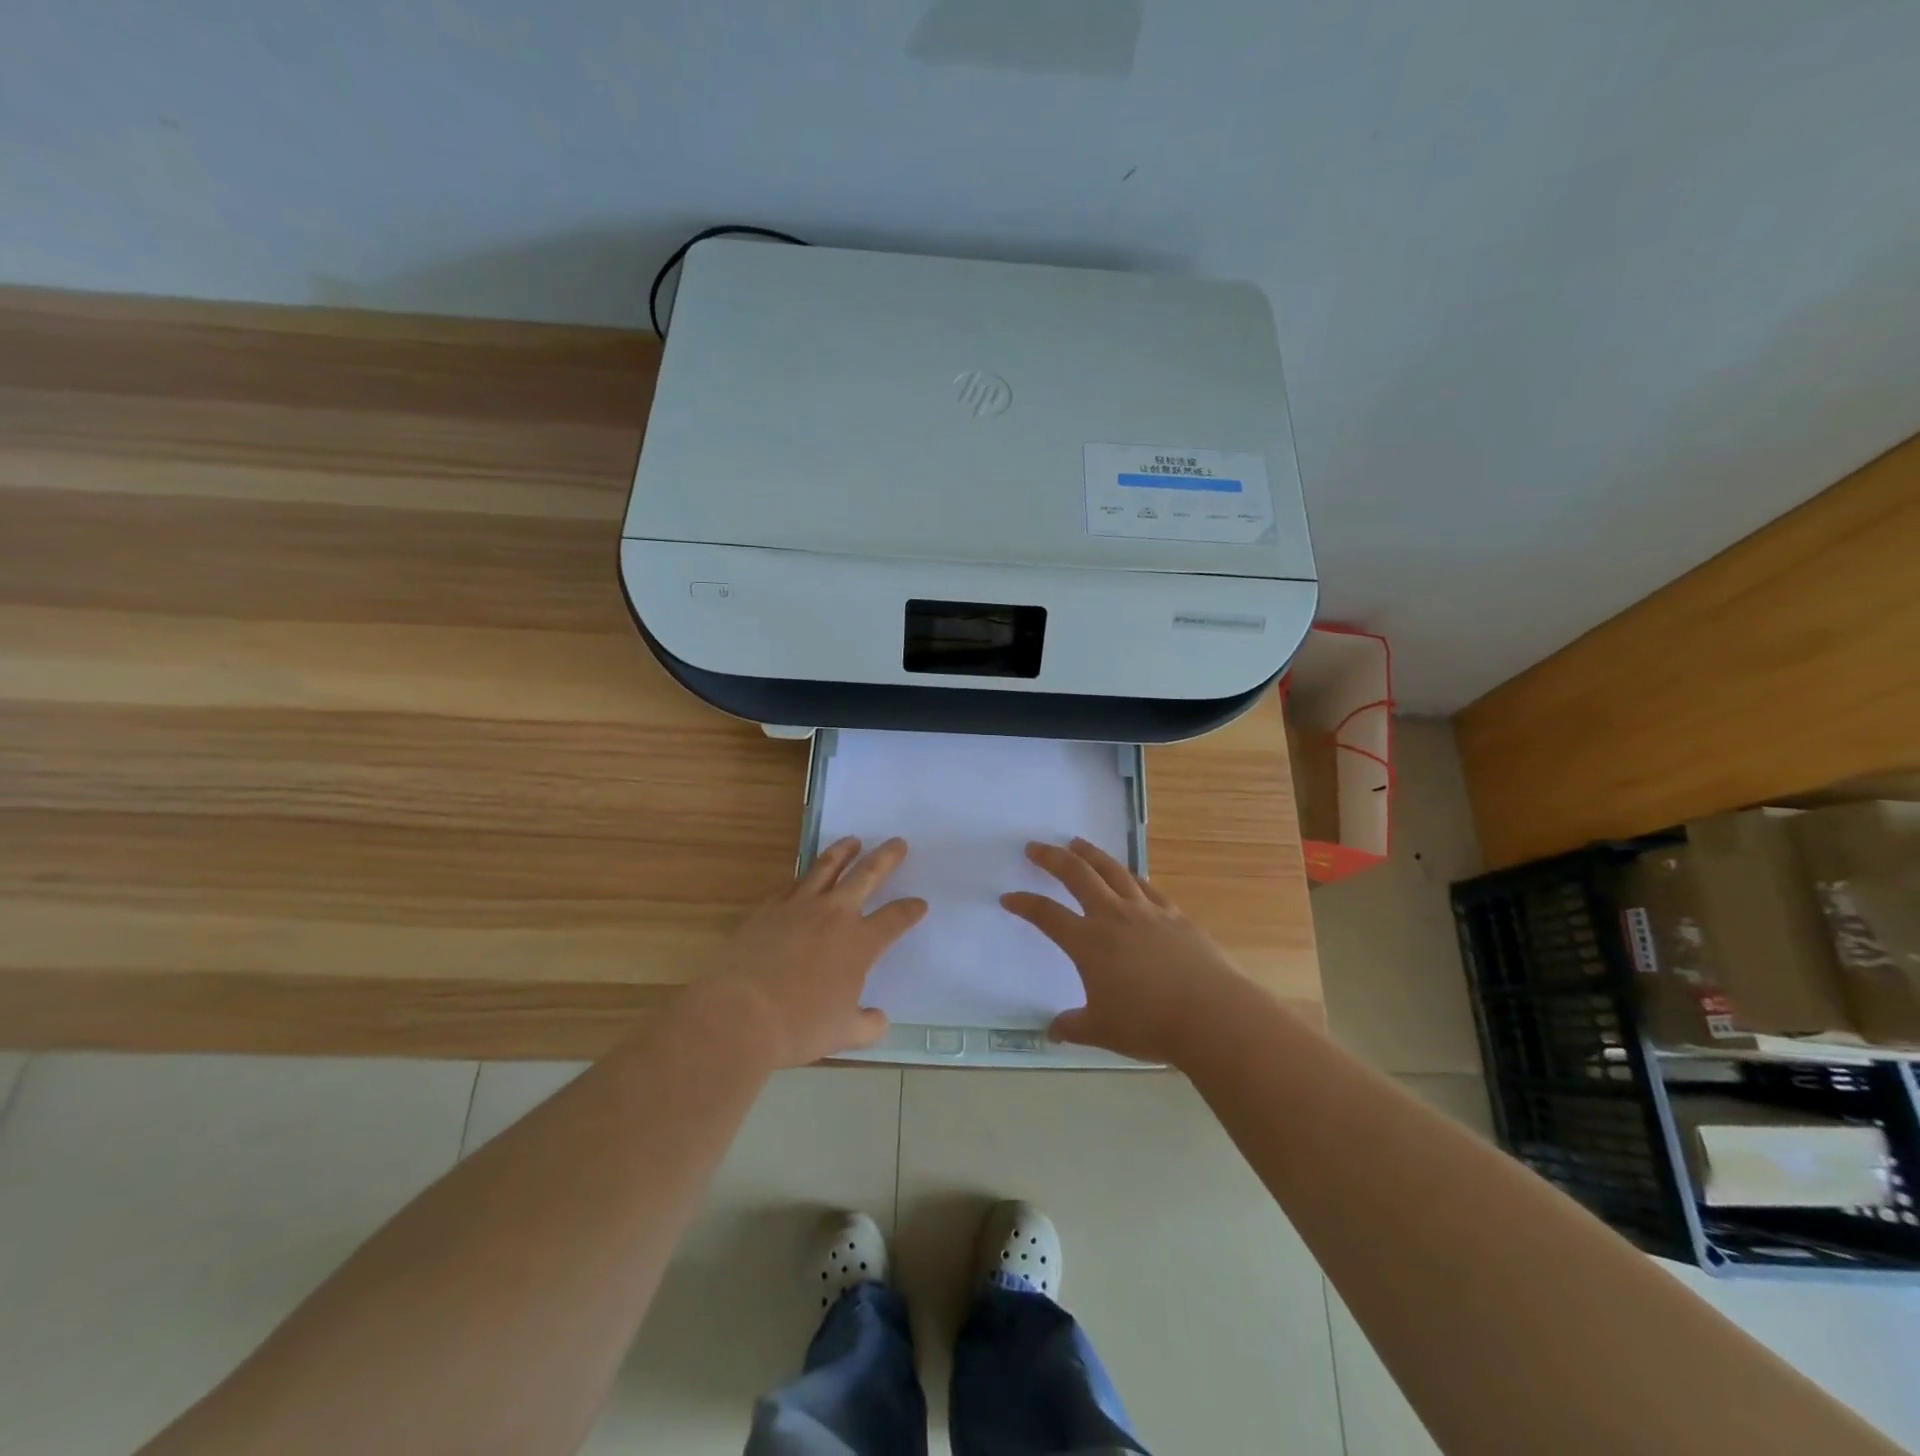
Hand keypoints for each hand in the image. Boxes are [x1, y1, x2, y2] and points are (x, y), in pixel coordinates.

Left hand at [703, 837, 926, 1067]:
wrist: (740, 1012)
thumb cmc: (799, 1026)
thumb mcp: (843, 1034)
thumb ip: (867, 1025)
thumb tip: (879, 1020)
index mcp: (860, 943)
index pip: (895, 918)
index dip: (910, 910)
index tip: (920, 903)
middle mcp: (833, 915)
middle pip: (866, 876)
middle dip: (885, 858)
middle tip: (897, 842)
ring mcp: (797, 907)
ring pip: (826, 868)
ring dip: (842, 852)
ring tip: (852, 840)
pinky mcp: (767, 910)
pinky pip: (791, 886)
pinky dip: (803, 877)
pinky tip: (804, 877)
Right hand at [1002, 838, 1238, 1063]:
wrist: (1210, 1015)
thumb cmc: (1148, 1024)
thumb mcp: (1102, 1031)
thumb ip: (1073, 1026)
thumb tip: (1053, 1031)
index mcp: (1088, 942)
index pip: (1046, 915)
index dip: (1025, 904)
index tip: (1009, 897)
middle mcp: (1113, 917)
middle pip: (1077, 875)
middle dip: (1052, 858)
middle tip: (1035, 847)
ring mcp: (1146, 912)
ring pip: (1113, 871)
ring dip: (1091, 854)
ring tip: (1077, 843)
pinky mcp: (1174, 916)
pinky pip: (1147, 887)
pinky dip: (1131, 876)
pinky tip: (1129, 875)